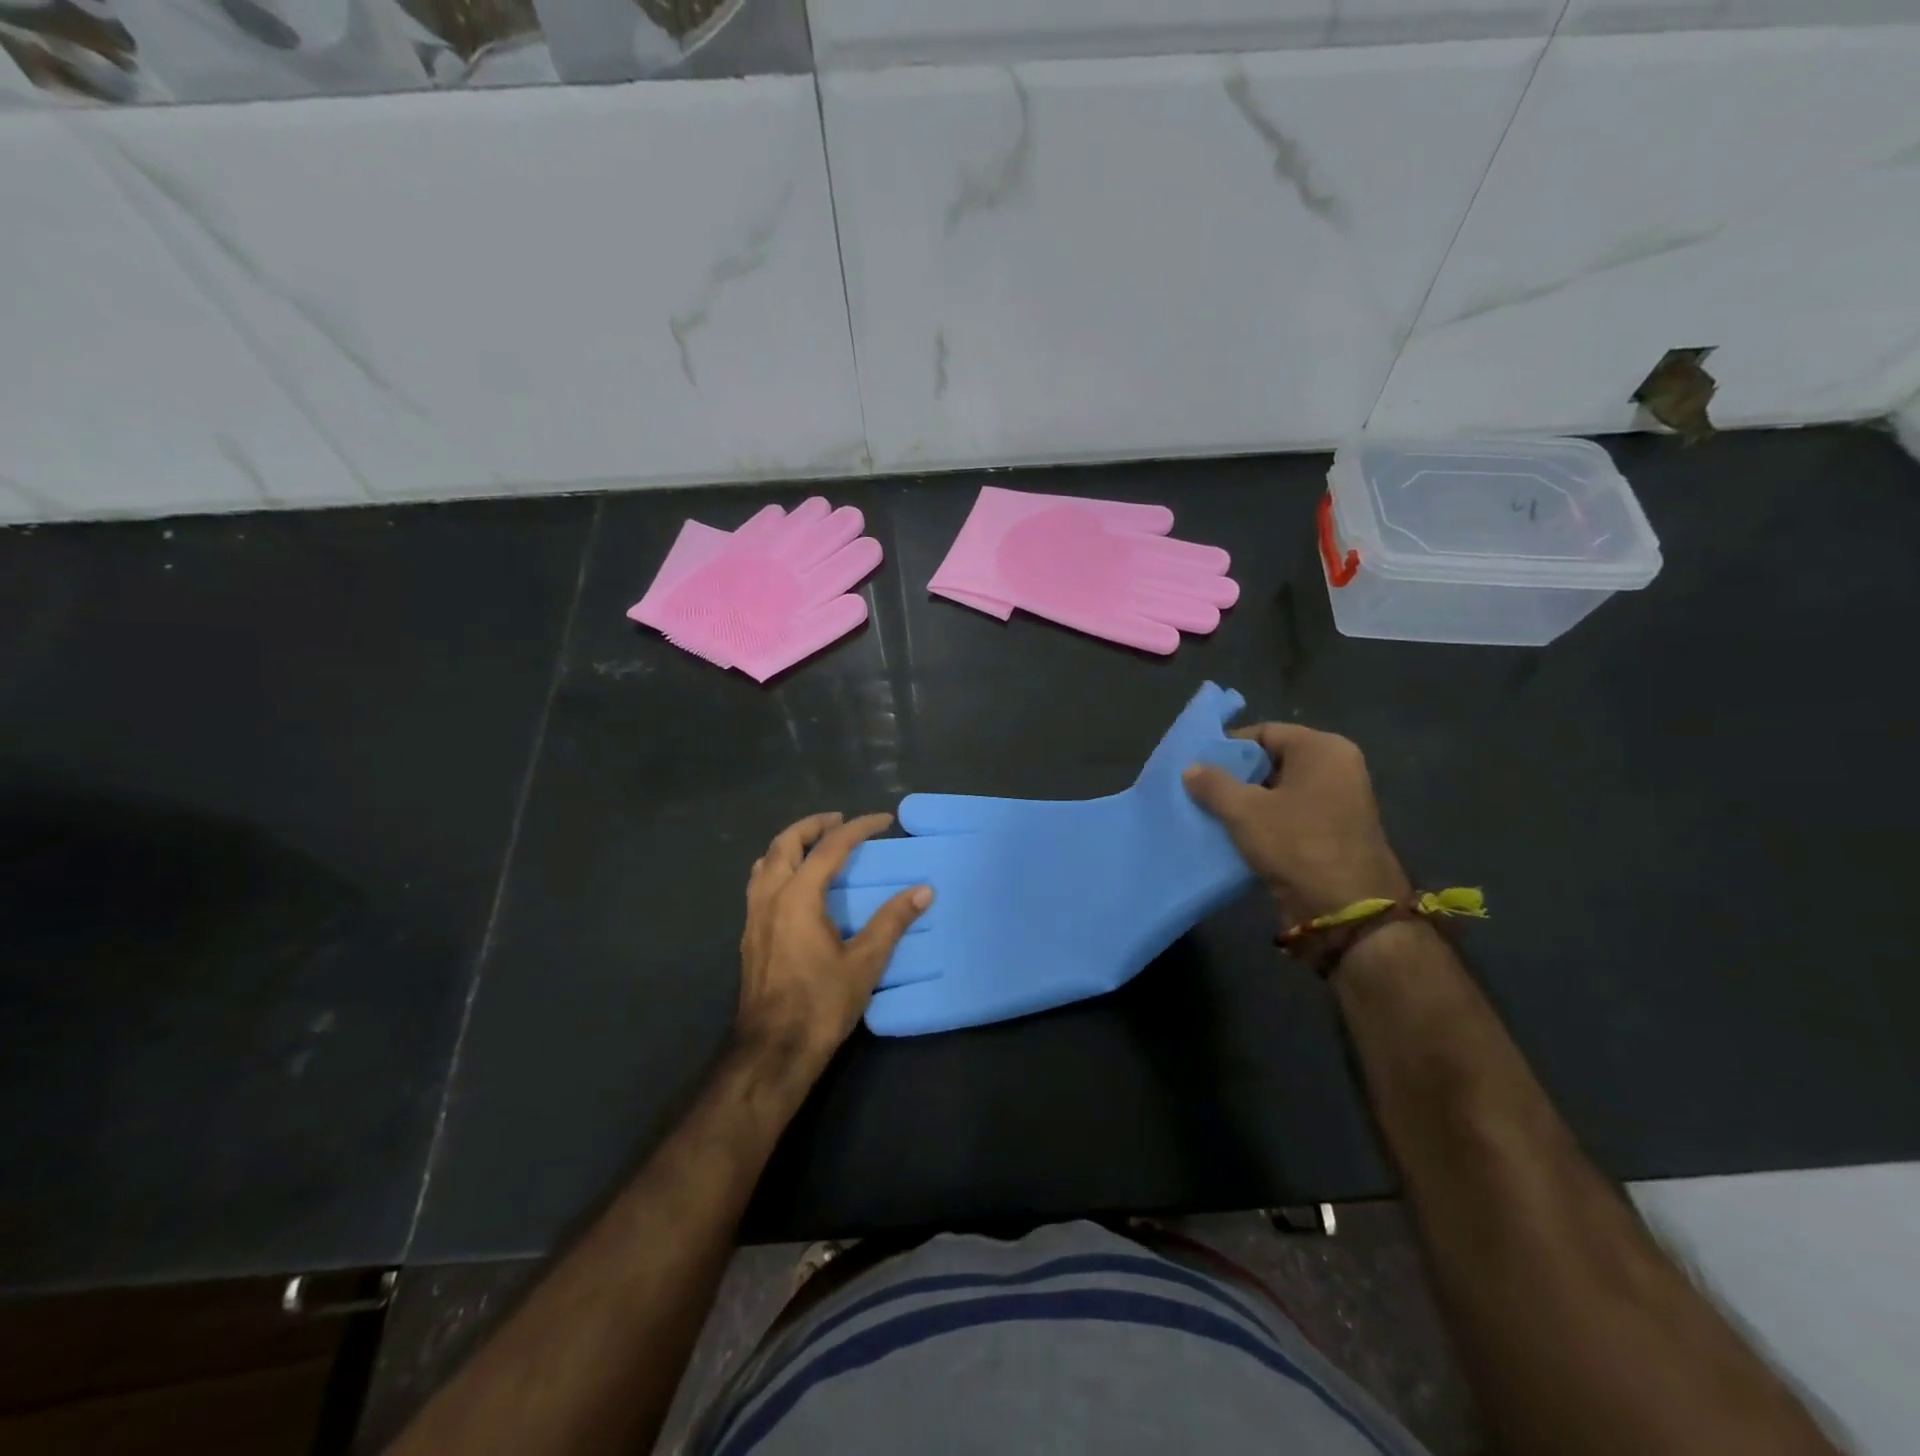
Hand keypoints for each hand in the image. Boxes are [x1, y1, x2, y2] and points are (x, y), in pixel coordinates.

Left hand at [737, 812, 930, 1074]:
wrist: (772, 1051)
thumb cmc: (821, 1005)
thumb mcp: (865, 963)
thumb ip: (892, 921)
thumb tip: (923, 890)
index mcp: (798, 897)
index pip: (830, 847)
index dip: (858, 828)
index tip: (883, 820)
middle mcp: (770, 897)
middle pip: (786, 843)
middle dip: (814, 825)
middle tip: (841, 821)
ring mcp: (754, 916)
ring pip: (766, 861)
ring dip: (791, 843)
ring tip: (816, 844)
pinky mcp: (749, 935)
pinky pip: (760, 883)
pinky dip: (779, 866)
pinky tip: (794, 884)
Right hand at [1182, 723, 1408, 924]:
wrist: (1346, 910)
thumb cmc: (1297, 844)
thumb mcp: (1245, 811)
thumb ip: (1214, 784)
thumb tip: (1191, 768)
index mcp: (1322, 750)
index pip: (1265, 732)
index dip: (1229, 747)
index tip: (1197, 765)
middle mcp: (1336, 769)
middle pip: (1273, 761)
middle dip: (1235, 776)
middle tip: (1198, 789)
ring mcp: (1338, 803)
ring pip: (1279, 791)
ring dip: (1246, 802)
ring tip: (1209, 812)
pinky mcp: (1333, 833)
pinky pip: (1290, 816)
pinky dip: (1264, 822)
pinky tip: (1233, 835)